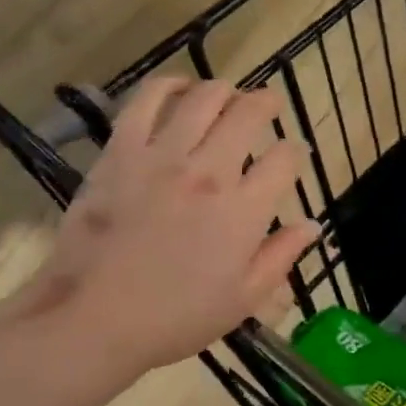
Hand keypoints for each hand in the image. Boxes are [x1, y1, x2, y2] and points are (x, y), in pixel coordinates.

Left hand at [0, 78, 318, 382]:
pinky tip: (179, 88)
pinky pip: (147, 101)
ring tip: (226, 96)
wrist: (93, 319)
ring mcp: (162, 157)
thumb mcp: (243, 299)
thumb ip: (281, 256)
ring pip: (204, 98)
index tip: (291, 155)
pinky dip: (168, 86)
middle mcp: (210, 172)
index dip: (294, 152)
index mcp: (244, 211)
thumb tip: (312, 224)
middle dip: (266, 103)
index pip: (284, 158)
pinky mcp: (121, 151)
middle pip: (249, 113)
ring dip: (223, 90)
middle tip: (267, 106)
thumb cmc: (175, 317)